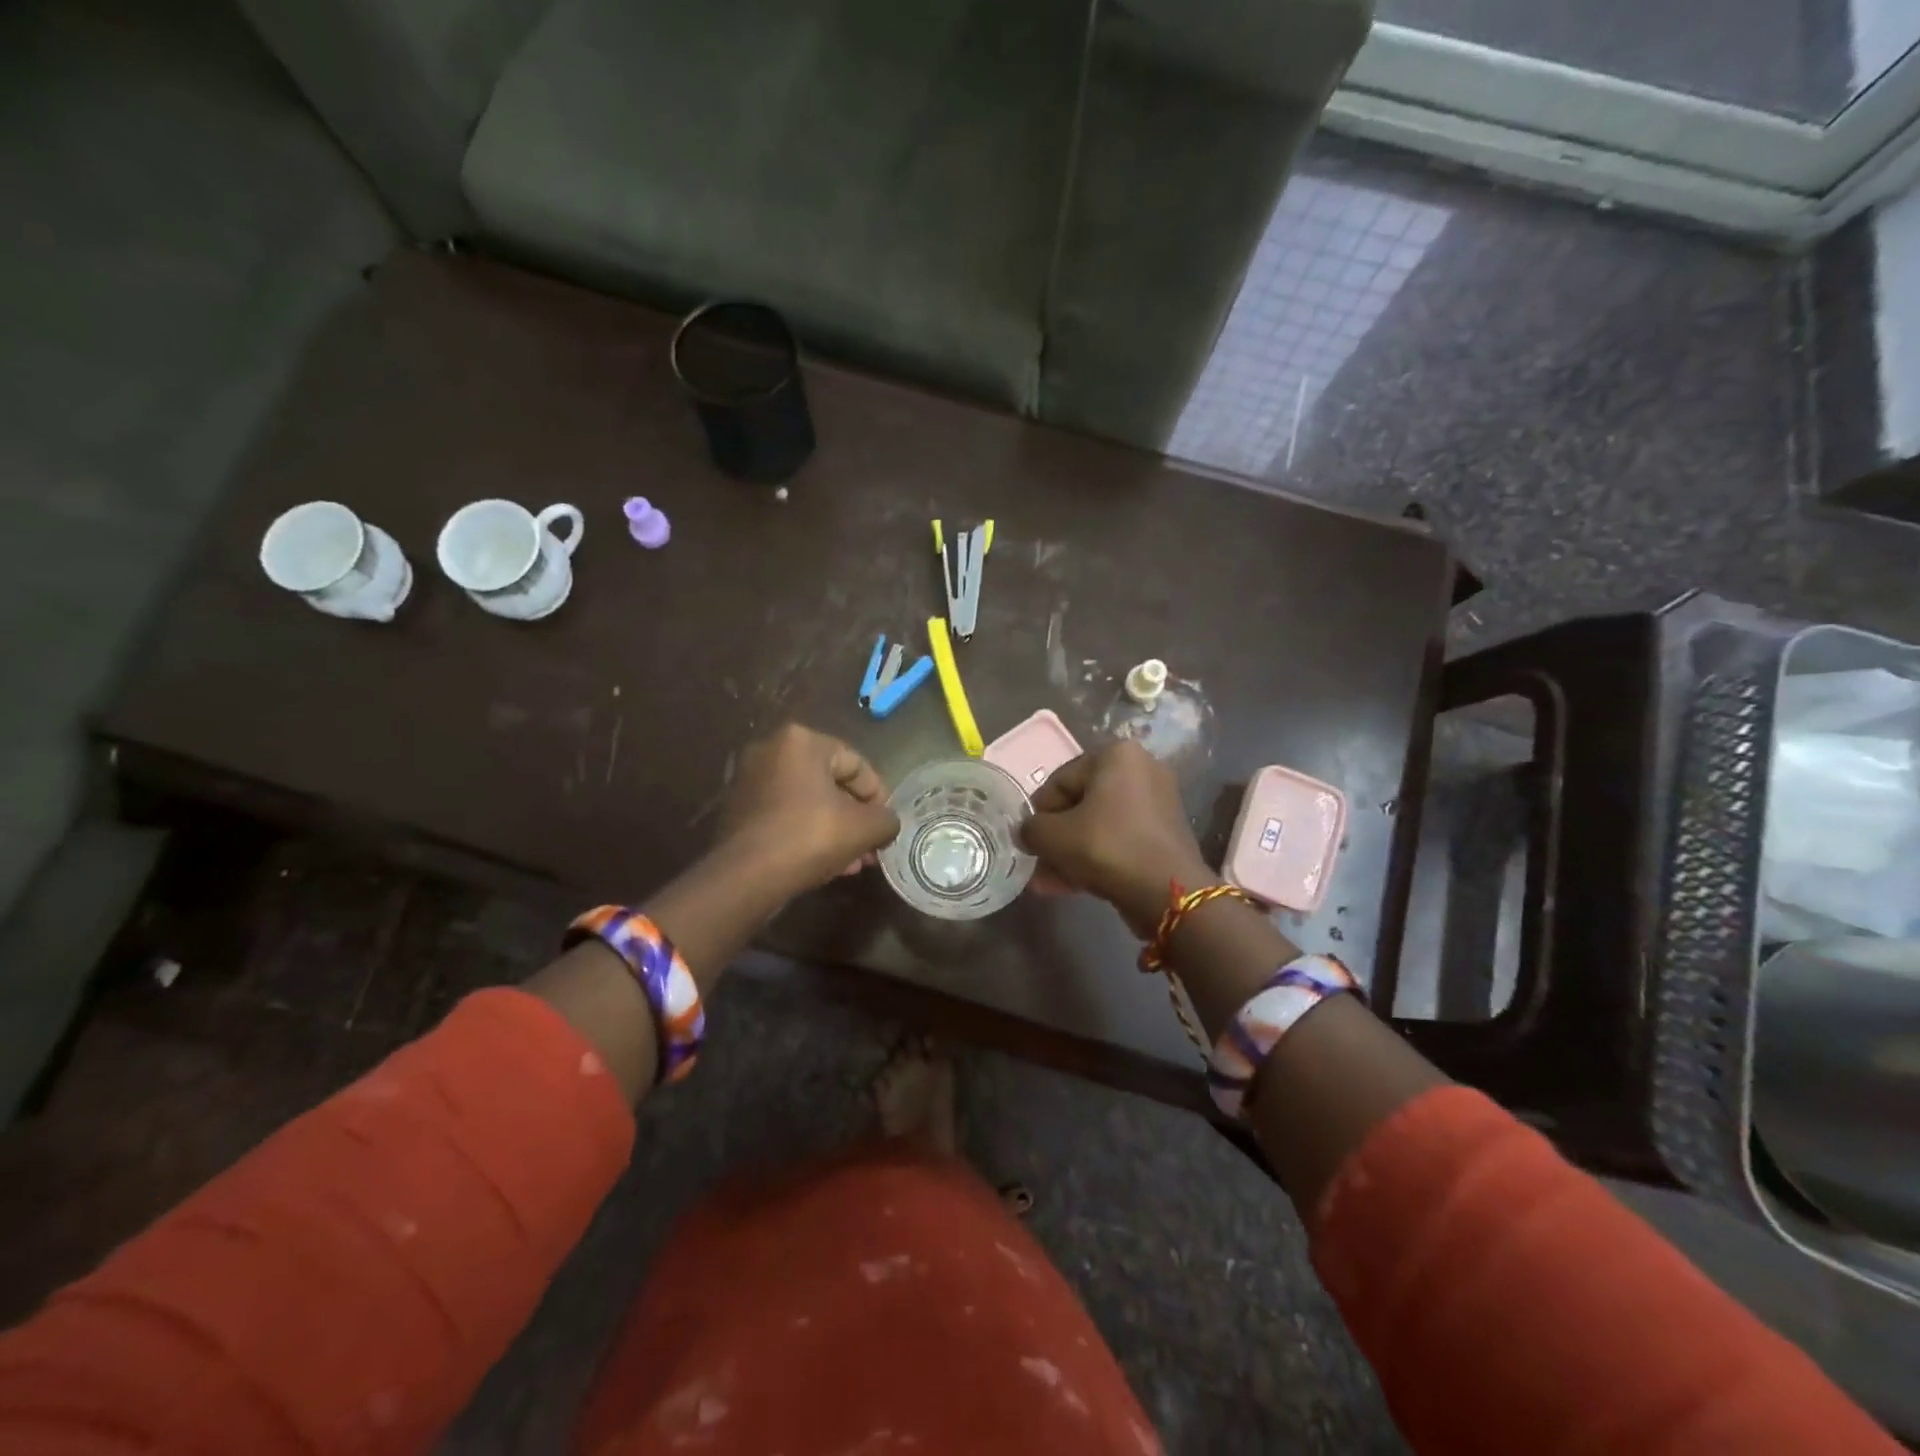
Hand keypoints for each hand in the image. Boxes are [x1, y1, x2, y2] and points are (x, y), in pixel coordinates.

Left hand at [714, 724, 899, 896]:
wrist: (746, 877)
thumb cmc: (810, 837)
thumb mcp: (864, 828)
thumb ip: (886, 819)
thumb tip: (887, 824)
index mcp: (801, 740)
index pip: (856, 763)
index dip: (879, 796)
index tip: (886, 826)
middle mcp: (770, 750)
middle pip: (831, 784)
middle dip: (855, 818)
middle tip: (871, 846)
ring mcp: (749, 781)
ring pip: (808, 803)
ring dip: (835, 830)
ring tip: (853, 862)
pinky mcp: (737, 811)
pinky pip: (785, 816)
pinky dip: (807, 834)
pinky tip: (826, 865)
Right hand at [1022, 740, 1211, 936]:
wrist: (1167, 892)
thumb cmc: (1105, 847)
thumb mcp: (1052, 837)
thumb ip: (1030, 829)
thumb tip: (1027, 833)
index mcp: (1116, 754)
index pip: (1060, 781)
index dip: (1039, 814)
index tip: (1030, 841)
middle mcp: (1142, 768)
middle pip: (1081, 803)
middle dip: (1057, 837)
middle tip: (1039, 864)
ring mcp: (1158, 801)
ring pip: (1099, 825)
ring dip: (1072, 852)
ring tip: (1049, 883)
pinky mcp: (1165, 832)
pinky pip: (1120, 839)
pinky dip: (1097, 857)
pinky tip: (1072, 886)